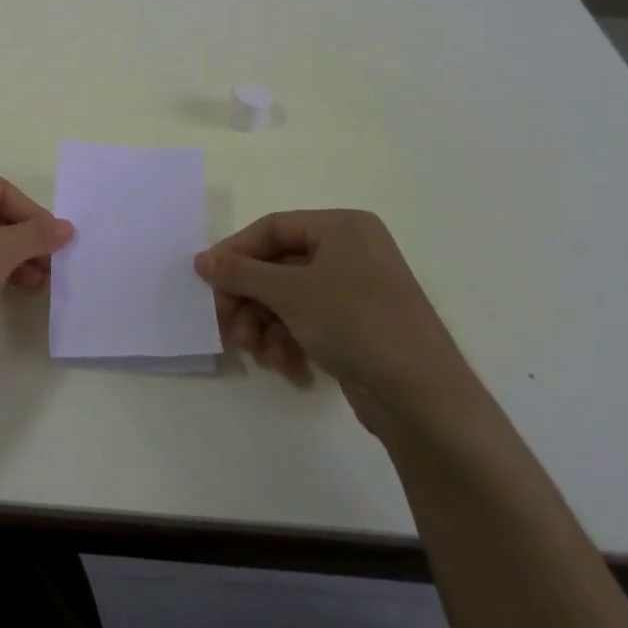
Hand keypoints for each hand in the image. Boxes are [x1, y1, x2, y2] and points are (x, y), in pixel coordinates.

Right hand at [195, 210, 480, 437]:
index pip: (271, 228)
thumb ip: (240, 272)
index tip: (206, 281)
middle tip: (226, 326)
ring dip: (263, 323)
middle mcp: (350, 251)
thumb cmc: (355, 323)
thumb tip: (202, 260)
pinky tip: (284, 364)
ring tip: (254, 351)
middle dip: (248, 299)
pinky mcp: (358, 326)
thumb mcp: (289, 292)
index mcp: (341, 227)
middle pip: (277, 266)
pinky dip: (288, 339)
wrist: (425, 399)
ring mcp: (356, 290)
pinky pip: (308, 320)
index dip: (235, 254)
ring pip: (288, 297)